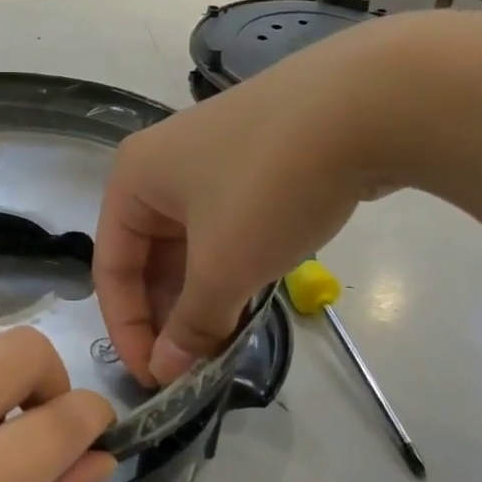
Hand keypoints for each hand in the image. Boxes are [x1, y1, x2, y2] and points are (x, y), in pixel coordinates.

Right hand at [94, 17, 427, 385]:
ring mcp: (214, 159)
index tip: (153, 378)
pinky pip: (226, 228)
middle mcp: (163, 165)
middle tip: (191, 366)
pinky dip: (231, 268)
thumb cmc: (270, 186)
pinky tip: (249, 301)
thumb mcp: (224, 266)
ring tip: (222, 342)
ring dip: (202, 296)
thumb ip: (191, 323)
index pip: (112, 268)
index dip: (127, 329)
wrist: (370, 102)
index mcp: (134, 179)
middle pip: (150, 257)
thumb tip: (168, 370)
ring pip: (191, 245)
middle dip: (168, 315)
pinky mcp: (258, 161)